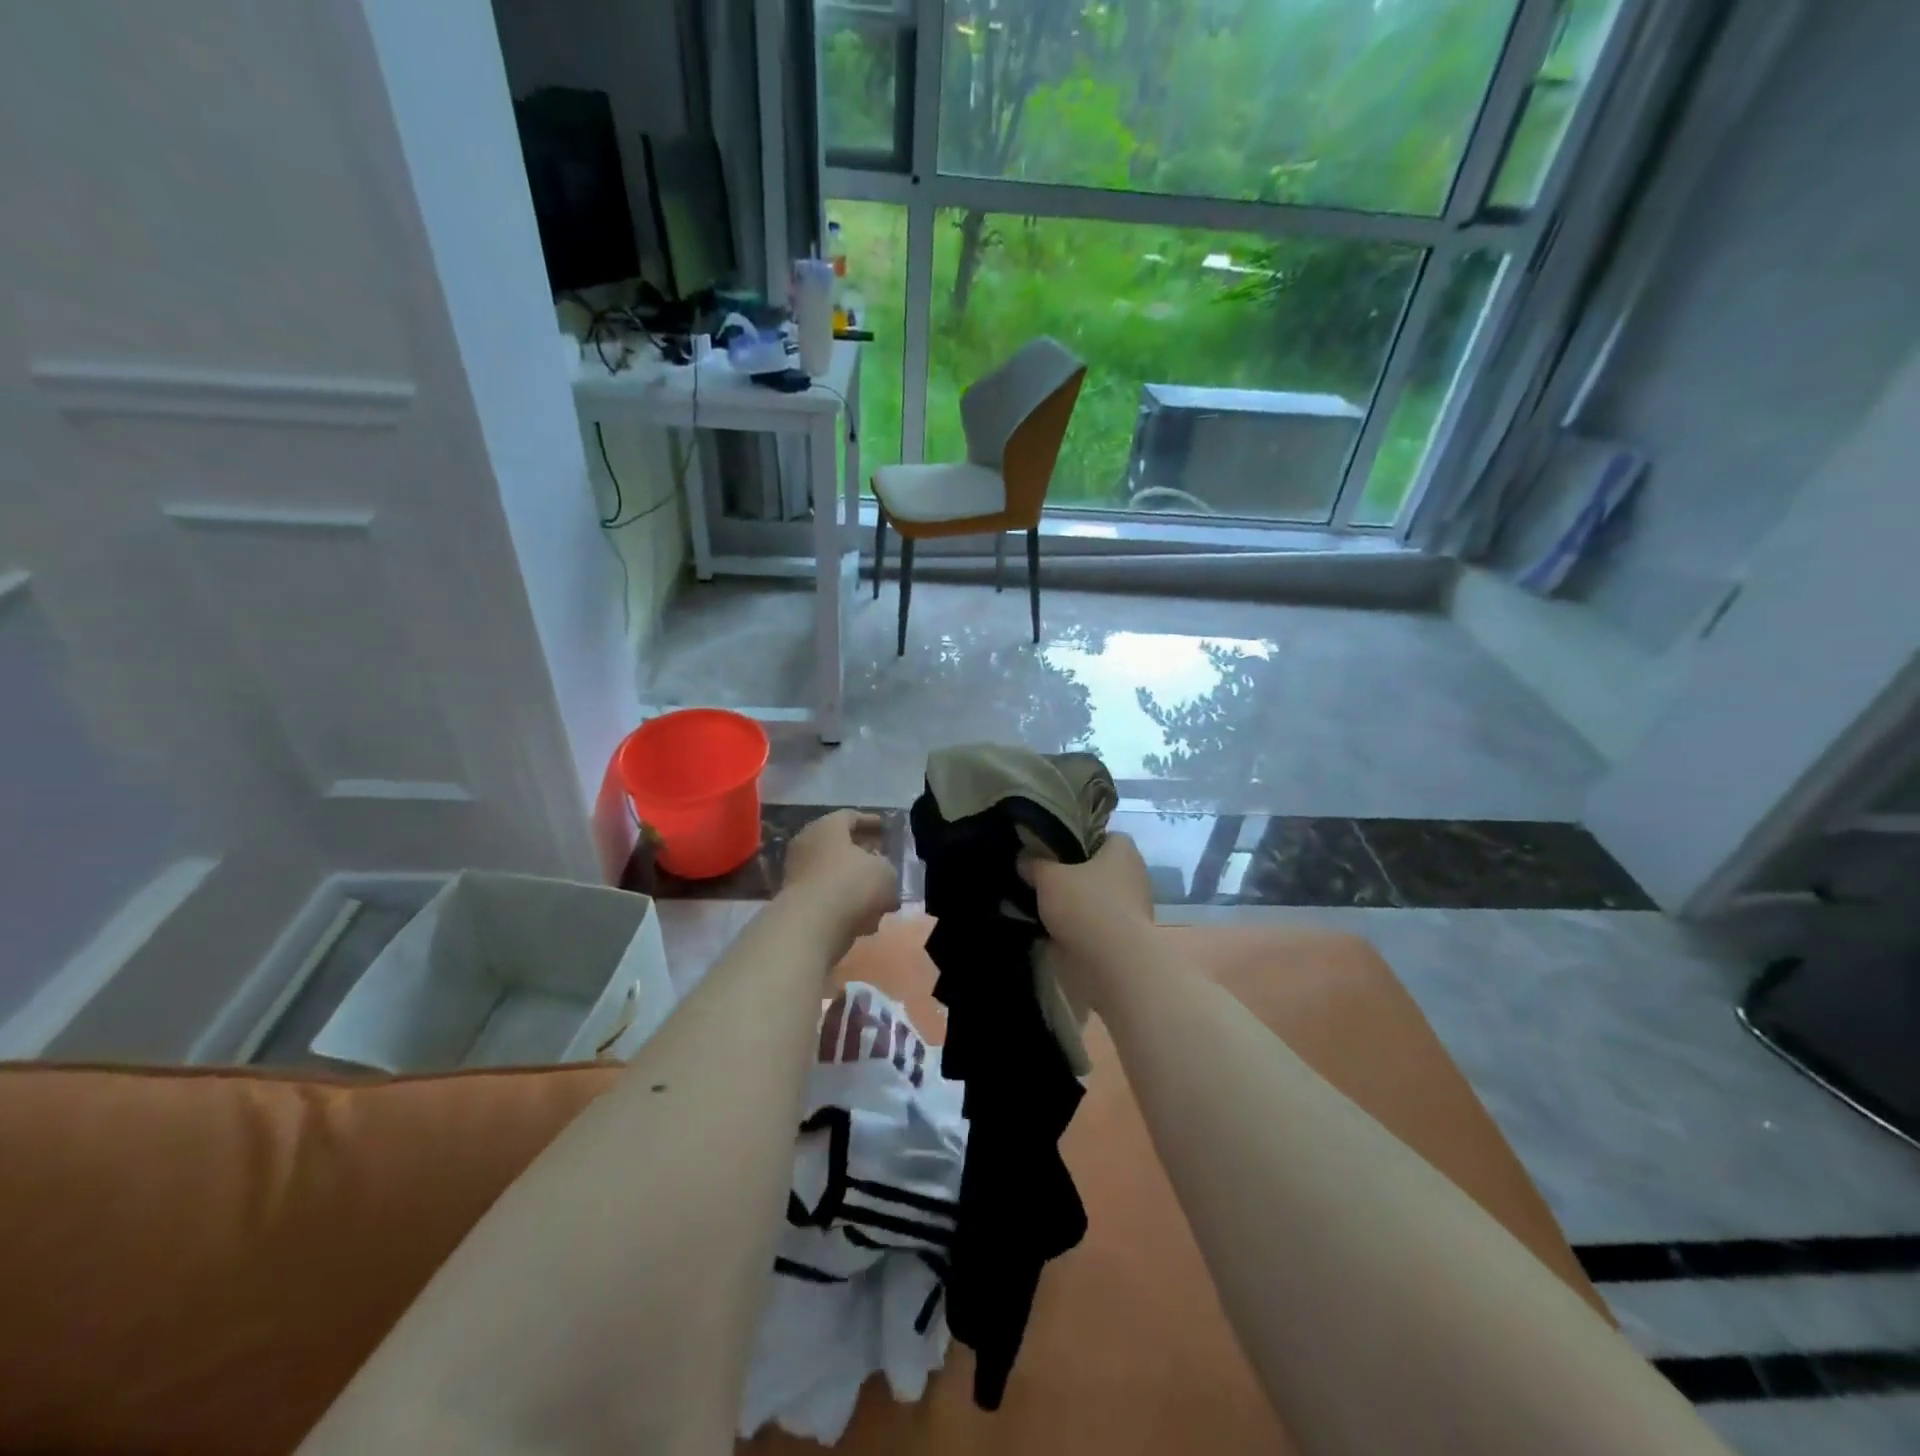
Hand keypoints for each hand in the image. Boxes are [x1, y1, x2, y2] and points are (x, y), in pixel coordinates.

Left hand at [780, 810, 899, 950]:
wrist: (810, 926)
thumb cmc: (851, 885)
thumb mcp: (885, 872)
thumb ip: (888, 868)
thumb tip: (882, 873)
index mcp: (827, 827)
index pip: (851, 816)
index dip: (871, 822)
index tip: (886, 828)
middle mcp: (807, 843)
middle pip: (840, 845)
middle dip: (863, 854)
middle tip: (883, 860)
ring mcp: (797, 873)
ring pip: (833, 873)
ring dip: (854, 882)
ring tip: (879, 895)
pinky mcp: (794, 901)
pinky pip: (826, 896)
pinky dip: (844, 903)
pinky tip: (865, 918)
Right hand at [1024, 834, 1154, 1005]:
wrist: (1112, 966)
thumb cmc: (1086, 906)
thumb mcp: (1049, 877)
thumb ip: (1035, 864)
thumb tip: (1025, 859)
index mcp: (1123, 852)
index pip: (1103, 836)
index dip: (1079, 838)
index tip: (1053, 847)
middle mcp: (1132, 877)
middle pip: (1097, 868)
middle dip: (1071, 873)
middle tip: (1039, 875)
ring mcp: (1129, 911)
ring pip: (1093, 899)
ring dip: (1072, 903)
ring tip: (1037, 903)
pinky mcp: (1121, 941)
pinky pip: (1092, 926)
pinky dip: (1075, 928)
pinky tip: (1047, 929)